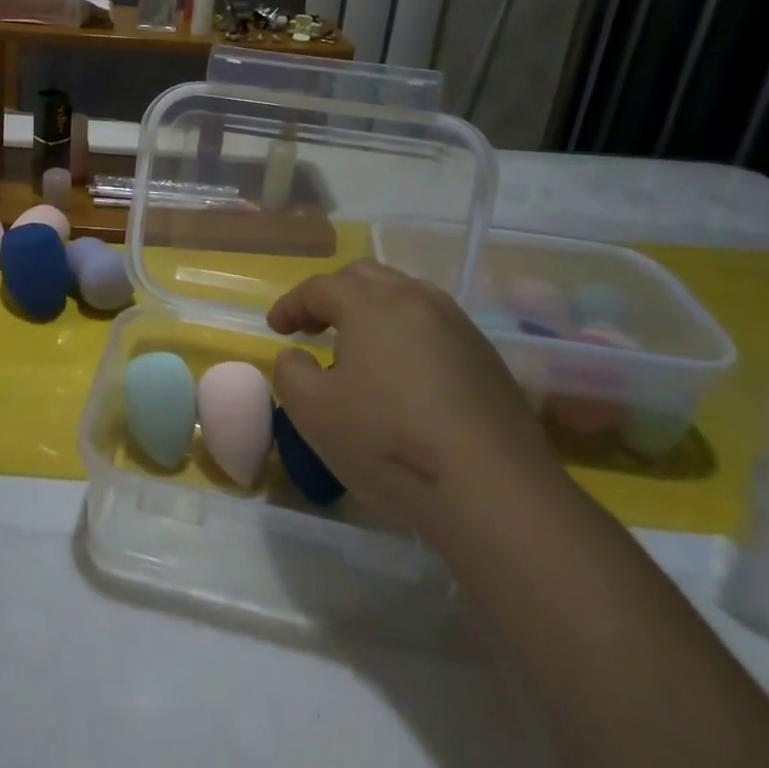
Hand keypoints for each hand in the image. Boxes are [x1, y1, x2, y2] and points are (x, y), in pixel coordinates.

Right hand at [268, 261, 561, 542]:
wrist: (493, 490)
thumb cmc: (388, 441)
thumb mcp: (312, 411)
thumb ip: (290, 371)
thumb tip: (298, 356)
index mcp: (370, 303)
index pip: (319, 287)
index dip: (291, 304)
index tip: (275, 328)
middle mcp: (416, 299)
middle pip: (365, 277)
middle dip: (333, 296)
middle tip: (313, 327)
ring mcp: (458, 326)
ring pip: (406, 296)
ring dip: (373, 310)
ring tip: (359, 346)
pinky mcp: (486, 357)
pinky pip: (434, 326)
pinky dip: (406, 334)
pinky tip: (403, 374)